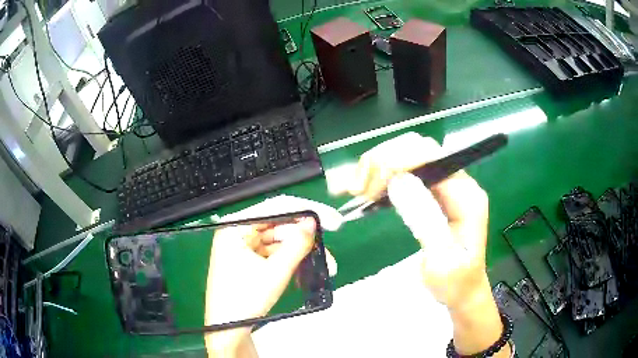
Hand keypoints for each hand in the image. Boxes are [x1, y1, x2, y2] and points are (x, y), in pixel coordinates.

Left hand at [205, 217, 315, 353]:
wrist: (228, 328)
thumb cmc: (244, 300)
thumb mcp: (275, 272)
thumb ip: (296, 244)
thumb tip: (313, 222)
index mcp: (236, 227)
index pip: (275, 208)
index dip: (307, 211)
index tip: (332, 221)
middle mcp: (238, 231)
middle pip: (279, 225)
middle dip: (305, 238)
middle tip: (328, 248)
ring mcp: (243, 245)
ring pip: (279, 240)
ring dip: (301, 251)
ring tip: (324, 264)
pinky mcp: (249, 258)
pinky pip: (274, 252)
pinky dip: (290, 260)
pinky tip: (305, 271)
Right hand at [348, 132, 489, 308]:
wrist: (462, 291)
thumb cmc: (455, 282)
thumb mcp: (441, 261)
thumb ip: (424, 220)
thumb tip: (398, 181)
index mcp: (467, 195)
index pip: (432, 156)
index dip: (398, 160)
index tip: (371, 186)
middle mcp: (456, 182)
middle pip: (416, 149)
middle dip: (383, 161)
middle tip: (357, 189)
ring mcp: (444, 186)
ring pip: (406, 157)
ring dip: (376, 167)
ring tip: (353, 190)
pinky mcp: (431, 193)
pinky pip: (402, 173)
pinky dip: (378, 177)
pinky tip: (362, 189)